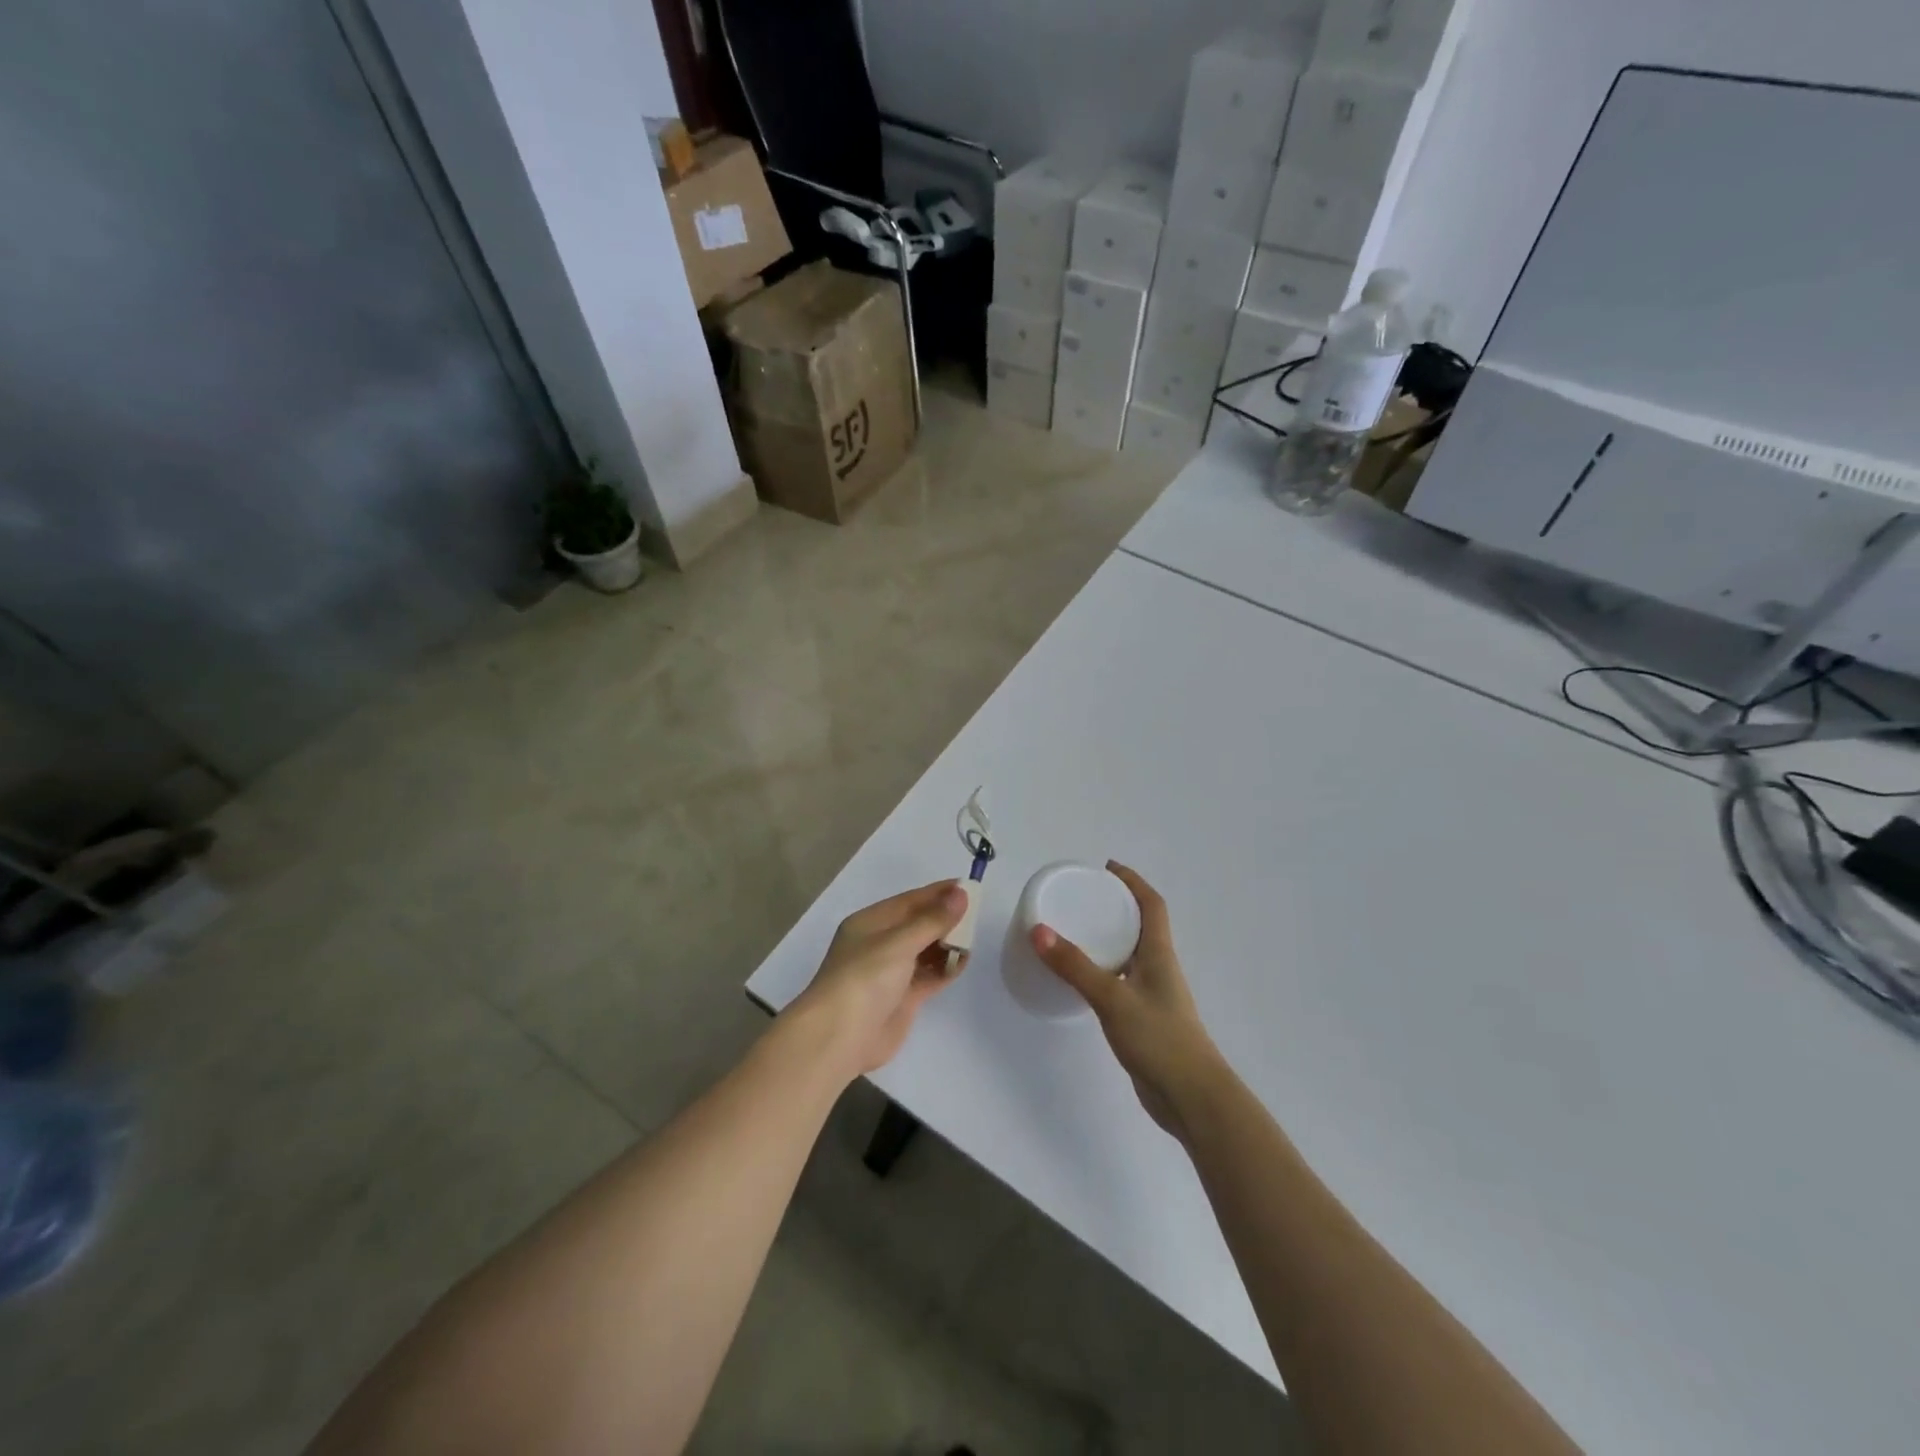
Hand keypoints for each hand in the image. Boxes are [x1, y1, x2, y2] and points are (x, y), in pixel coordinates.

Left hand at [790, 881, 969, 1077]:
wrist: (839, 1037)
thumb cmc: (865, 978)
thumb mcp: (899, 942)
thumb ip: (932, 919)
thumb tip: (961, 893)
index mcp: (871, 923)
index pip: (910, 901)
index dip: (938, 893)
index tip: (969, 886)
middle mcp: (881, 944)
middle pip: (919, 924)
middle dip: (945, 918)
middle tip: (977, 913)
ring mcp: (892, 972)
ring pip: (926, 950)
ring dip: (947, 942)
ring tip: (973, 936)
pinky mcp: (902, 998)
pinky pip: (930, 975)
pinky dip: (946, 967)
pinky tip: (965, 960)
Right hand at [1030, 862, 1227, 1140]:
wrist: (1192, 1098)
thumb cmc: (1159, 1038)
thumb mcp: (1112, 998)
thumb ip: (1075, 966)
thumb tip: (1038, 930)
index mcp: (1159, 953)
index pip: (1152, 904)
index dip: (1133, 882)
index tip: (1107, 868)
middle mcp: (1159, 968)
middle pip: (1141, 926)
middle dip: (1116, 907)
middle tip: (1081, 899)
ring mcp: (1154, 996)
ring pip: (1130, 955)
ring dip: (1108, 939)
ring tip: (1075, 933)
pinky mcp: (1145, 1020)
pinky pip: (1122, 982)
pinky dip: (1103, 971)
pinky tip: (1082, 981)